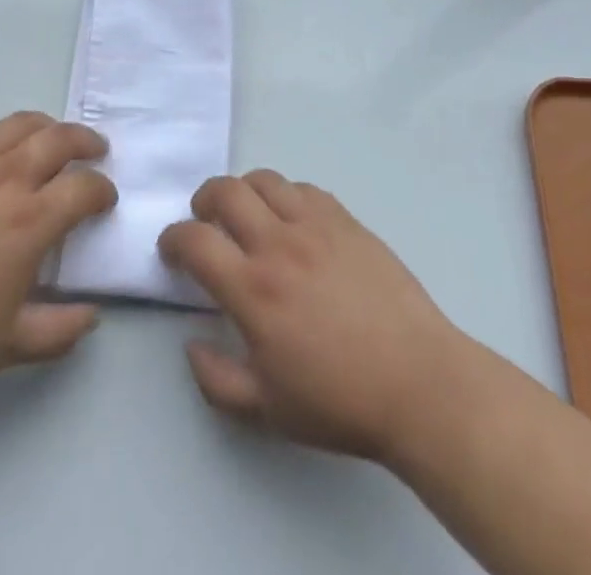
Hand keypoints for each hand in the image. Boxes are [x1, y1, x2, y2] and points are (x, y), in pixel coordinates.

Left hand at [0, 113, 116, 389]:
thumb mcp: (4, 346)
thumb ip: (58, 332)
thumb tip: (93, 316)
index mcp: (30, 220)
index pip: (85, 188)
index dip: (102, 191)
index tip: (104, 200)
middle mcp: (7, 177)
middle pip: (61, 139)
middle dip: (87, 142)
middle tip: (95, 151)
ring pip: (22, 123)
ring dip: (49, 126)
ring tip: (54, 137)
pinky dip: (1, 129)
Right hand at [158, 172, 466, 462]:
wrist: (419, 383)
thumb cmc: (340, 402)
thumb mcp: (266, 410)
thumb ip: (216, 379)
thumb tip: (191, 342)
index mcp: (254, 290)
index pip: (195, 240)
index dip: (172, 239)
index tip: (171, 250)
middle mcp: (279, 244)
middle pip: (226, 191)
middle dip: (203, 199)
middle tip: (204, 221)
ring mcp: (316, 225)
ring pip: (265, 179)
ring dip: (243, 190)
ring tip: (246, 214)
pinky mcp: (347, 220)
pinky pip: (304, 189)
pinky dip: (285, 196)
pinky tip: (291, 221)